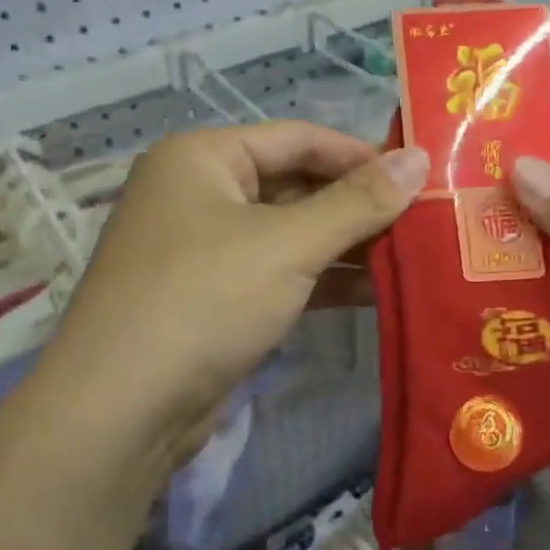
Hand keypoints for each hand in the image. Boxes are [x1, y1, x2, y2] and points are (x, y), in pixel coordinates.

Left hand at [45, 122, 428, 468]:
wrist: (121, 411)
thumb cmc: (203, 300)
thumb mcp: (288, 244)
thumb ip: (358, 202)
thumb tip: (420, 158)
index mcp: (203, 158)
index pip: (299, 138)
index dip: (362, 155)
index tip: (421, 175)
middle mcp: (200, 194)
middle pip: (297, 185)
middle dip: (359, 205)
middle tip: (427, 219)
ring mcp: (207, 250)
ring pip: (292, 234)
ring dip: (348, 245)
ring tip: (415, 254)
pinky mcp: (217, 299)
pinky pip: (281, 274)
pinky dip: (324, 279)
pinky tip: (378, 290)